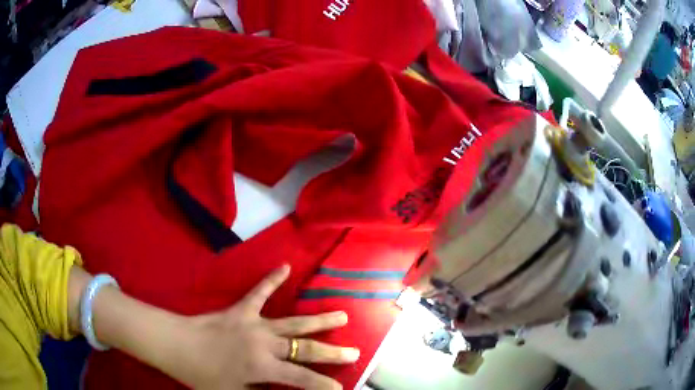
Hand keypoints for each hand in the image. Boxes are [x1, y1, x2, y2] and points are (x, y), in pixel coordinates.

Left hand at [170, 265, 358, 389]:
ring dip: (319, 320)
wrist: (176, 344)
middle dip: (332, 352)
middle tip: (355, 351)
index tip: (343, 388)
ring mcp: (254, 323)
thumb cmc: (202, 375)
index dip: (324, 386)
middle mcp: (264, 344)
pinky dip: (272, 279)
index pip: (303, 380)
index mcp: (262, 367)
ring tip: (342, 315)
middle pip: (305, 348)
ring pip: (293, 322)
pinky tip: (285, 266)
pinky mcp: (241, 309)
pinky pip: (259, 292)